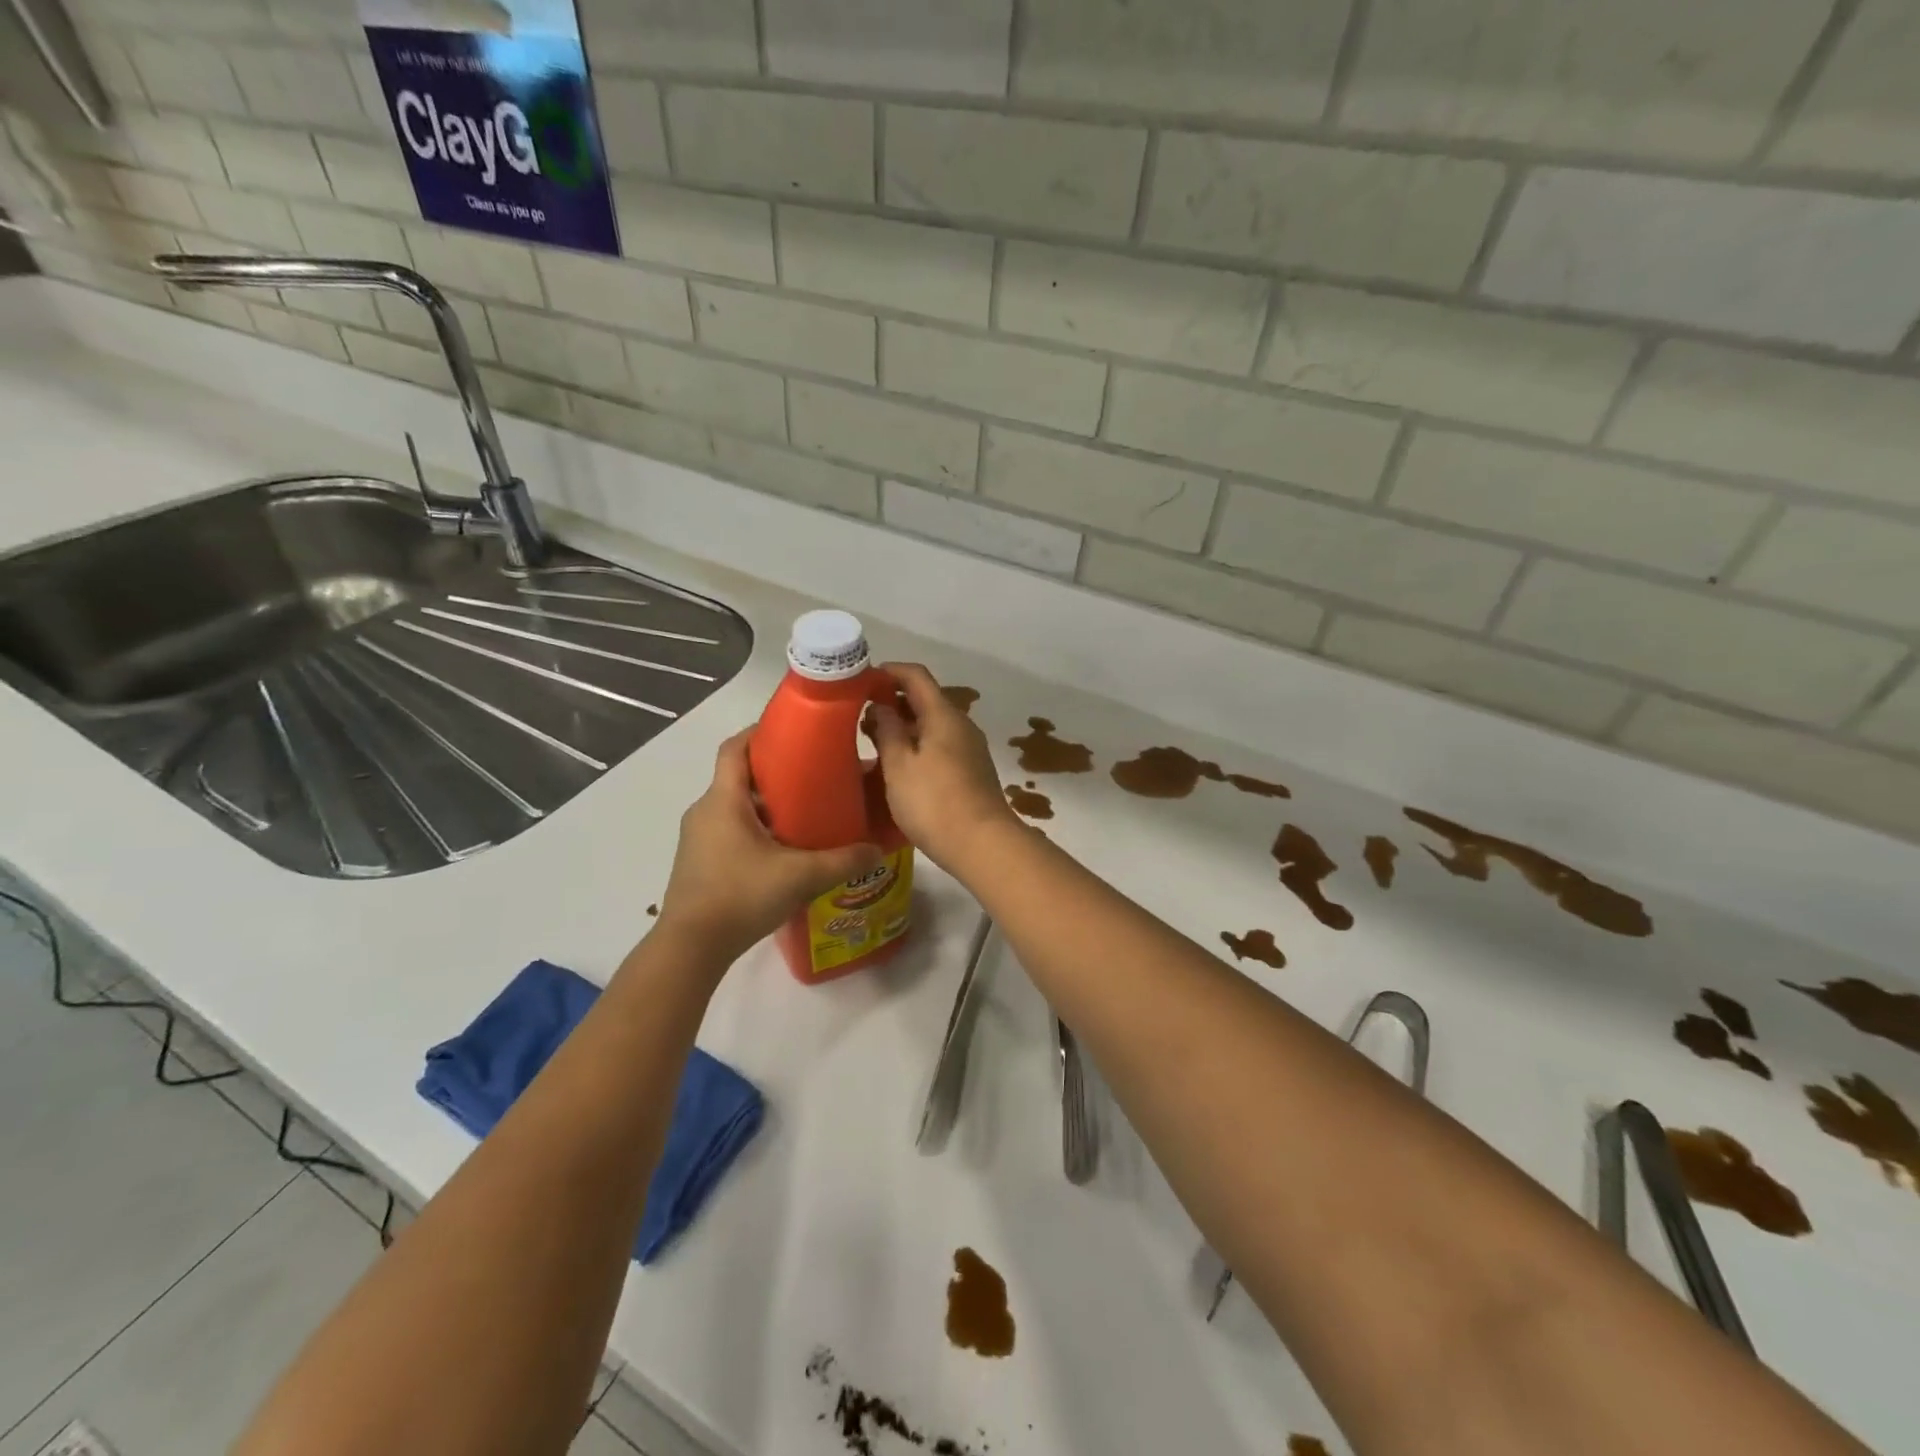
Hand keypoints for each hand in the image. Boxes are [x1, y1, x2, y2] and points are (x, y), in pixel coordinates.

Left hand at [655, 731, 882, 965]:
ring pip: (736, 807)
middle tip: (815, 777)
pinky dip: (757, 830)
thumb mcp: (800, 876)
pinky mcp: (700, 862)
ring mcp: (699, 838)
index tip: (794, 731)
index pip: (735, 747)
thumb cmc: (740, 896)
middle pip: (740, 777)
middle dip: (775, 773)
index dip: (761, 732)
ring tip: (806, 815)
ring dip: (767, 805)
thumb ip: (843, 860)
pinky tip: (784, 851)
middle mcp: (706, 811)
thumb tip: (877, 849)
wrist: (690, 948)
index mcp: (723, 800)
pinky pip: (731, 831)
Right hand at [866, 662, 1018, 869]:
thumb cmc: (934, 802)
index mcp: (943, 715)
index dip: (889, 672)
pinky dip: (918, 746)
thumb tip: (882, 706)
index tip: (861, 681)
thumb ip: (887, 731)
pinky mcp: (972, 771)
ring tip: (873, 742)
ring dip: (904, 727)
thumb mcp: (899, 766)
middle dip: (893, 702)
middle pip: (926, 700)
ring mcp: (970, 749)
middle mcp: (961, 725)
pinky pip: (940, 746)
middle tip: (859, 717)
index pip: (916, 676)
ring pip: (933, 725)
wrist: (983, 844)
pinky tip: (899, 766)